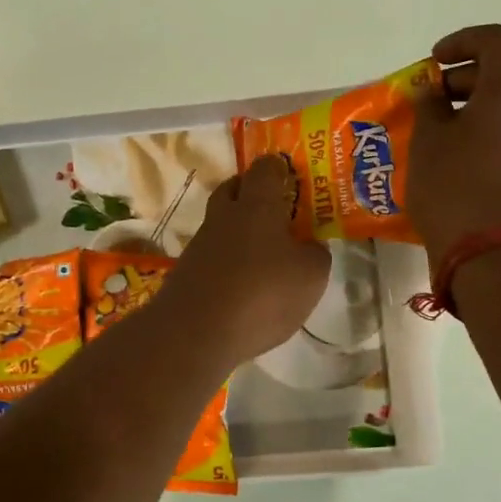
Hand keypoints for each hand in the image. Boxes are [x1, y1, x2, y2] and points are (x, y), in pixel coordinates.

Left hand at [163, 156, 329, 366]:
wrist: (195, 333)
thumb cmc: (262, 294)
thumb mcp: (310, 276)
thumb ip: (315, 255)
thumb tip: (309, 247)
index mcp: (256, 206)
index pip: (264, 169)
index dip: (277, 168)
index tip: (289, 174)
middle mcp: (222, 218)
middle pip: (232, 190)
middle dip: (250, 192)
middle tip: (273, 208)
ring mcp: (199, 246)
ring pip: (219, 225)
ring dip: (237, 232)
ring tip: (262, 255)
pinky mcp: (185, 274)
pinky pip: (211, 258)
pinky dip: (226, 264)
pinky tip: (241, 285)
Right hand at [408, 25, 500, 265]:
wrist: (494, 257)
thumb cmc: (454, 190)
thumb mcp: (427, 144)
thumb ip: (429, 107)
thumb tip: (434, 93)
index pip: (497, 41)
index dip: (463, 40)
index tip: (434, 63)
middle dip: (462, 82)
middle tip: (428, 104)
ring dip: (473, 113)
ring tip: (437, 139)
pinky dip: (486, 138)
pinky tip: (457, 166)